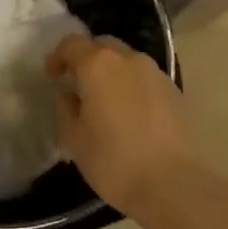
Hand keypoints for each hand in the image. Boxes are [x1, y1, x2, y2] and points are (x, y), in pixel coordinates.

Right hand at [47, 33, 192, 214]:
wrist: (173, 184)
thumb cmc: (114, 160)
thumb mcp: (74, 139)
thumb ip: (66, 110)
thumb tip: (70, 97)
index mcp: (98, 65)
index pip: (71, 44)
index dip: (58, 57)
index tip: (53, 76)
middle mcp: (128, 59)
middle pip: (102, 45)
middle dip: (87, 58)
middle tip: (78, 84)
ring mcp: (155, 73)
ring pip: (127, 60)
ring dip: (112, 72)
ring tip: (106, 100)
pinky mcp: (174, 91)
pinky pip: (145, 78)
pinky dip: (132, 86)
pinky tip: (130, 113)